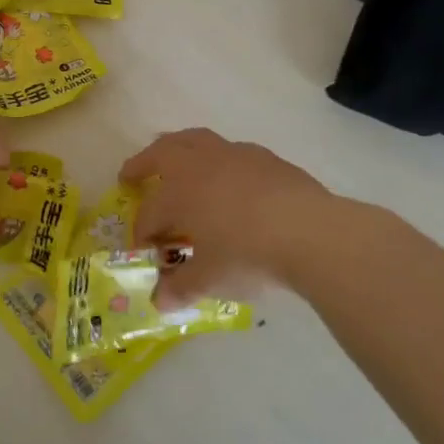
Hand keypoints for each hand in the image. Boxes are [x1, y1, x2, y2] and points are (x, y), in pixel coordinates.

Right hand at [119, 128, 340, 302]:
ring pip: (196, 140)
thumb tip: (161, 302)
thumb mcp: (210, 279)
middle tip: (131, 175)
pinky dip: (219, 161)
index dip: (143, 234)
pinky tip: (229, 179)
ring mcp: (234, 156)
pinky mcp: (266, 159)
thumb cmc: (248, 255)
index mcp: (178, 193)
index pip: (150, 213)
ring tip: (176, 160)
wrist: (312, 233)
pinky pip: (231, 152)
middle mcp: (200, 165)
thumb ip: (182, 287)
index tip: (146, 253)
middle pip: (162, 153)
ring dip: (179, 149)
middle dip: (142, 164)